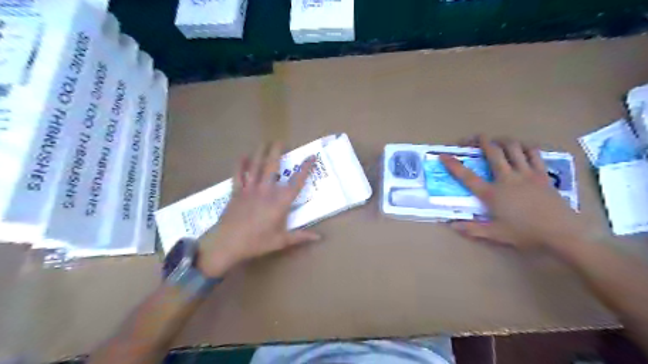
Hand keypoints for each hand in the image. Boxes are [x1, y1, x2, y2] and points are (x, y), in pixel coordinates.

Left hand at [196, 142, 319, 278]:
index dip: (305, 169)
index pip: (296, 182)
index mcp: (280, 202)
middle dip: (277, 152)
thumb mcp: (281, 241)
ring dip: (260, 153)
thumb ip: (300, 236)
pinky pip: (238, 175)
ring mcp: (250, 189)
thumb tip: (319, 237)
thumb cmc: (257, 242)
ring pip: (256, 166)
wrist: (227, 243)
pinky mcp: (237, 192)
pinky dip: (240, 164)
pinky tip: (242, 156)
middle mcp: (266, 191)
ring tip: (264, 142)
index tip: (311, 157)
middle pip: (273, 166)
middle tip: (280, 141)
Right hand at [443, 135, 593, 250]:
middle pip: (493, 152)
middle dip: (481, 141)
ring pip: (513, 148)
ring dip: (503, 140)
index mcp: (492, 194)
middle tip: (474, 137)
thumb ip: (472, 229)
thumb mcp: (496, 234)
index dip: (453, 165)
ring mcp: (526, 174)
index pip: (467, 177)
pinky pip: (533, 154)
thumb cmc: (525, 233)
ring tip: (497, 140)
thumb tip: (452, 225)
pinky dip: (526, 147)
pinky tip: (522, 147)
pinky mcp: (542, 174)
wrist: (562, 234)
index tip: (443, 155)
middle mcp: (507, 179)